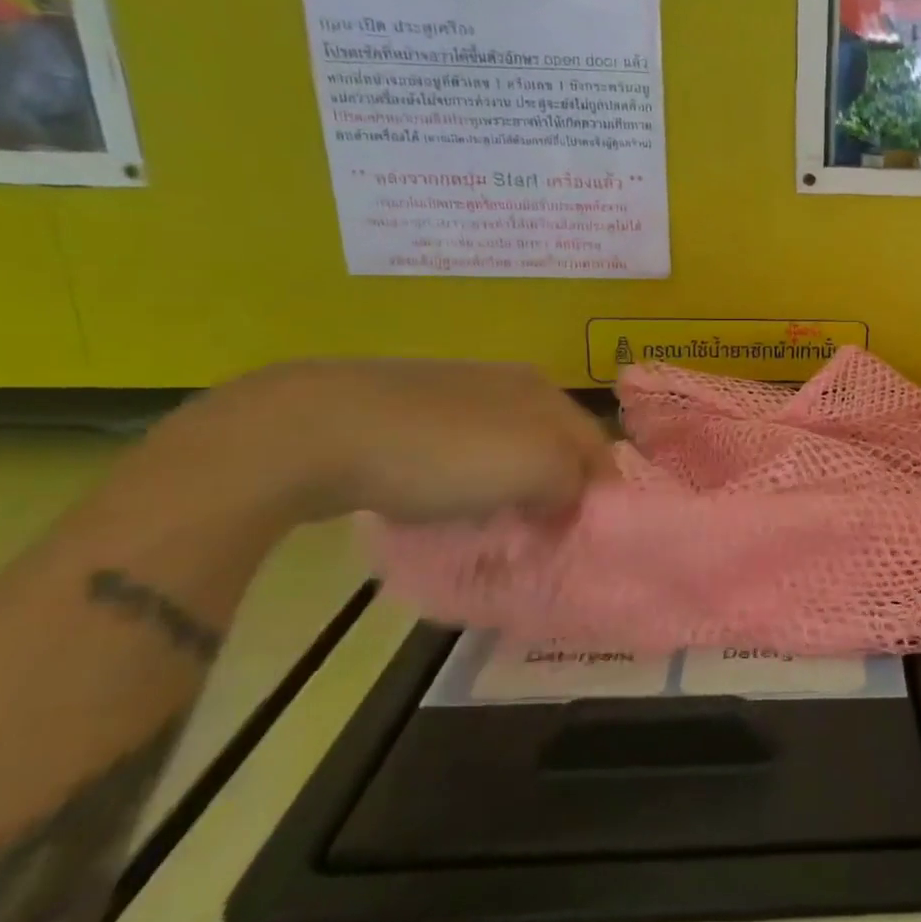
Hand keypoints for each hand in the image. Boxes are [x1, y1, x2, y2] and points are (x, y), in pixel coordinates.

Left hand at [198, 359, 615, 525]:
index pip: (597, 445)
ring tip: (493, 527)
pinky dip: (463, 481)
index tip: (583, 538)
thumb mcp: (537, 470)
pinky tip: (442, 502)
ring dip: (509, 488)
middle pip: (553, 446)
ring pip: (506, 448)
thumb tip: (576, 498)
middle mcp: (511, 383)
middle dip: (555, 491)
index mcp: (547, 391)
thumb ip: (574, 484)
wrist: (322, 429)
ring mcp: (457, 392)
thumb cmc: (447, 453)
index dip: (599, 493)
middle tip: (542, 537)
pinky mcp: (408, 410)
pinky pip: (458, 451)